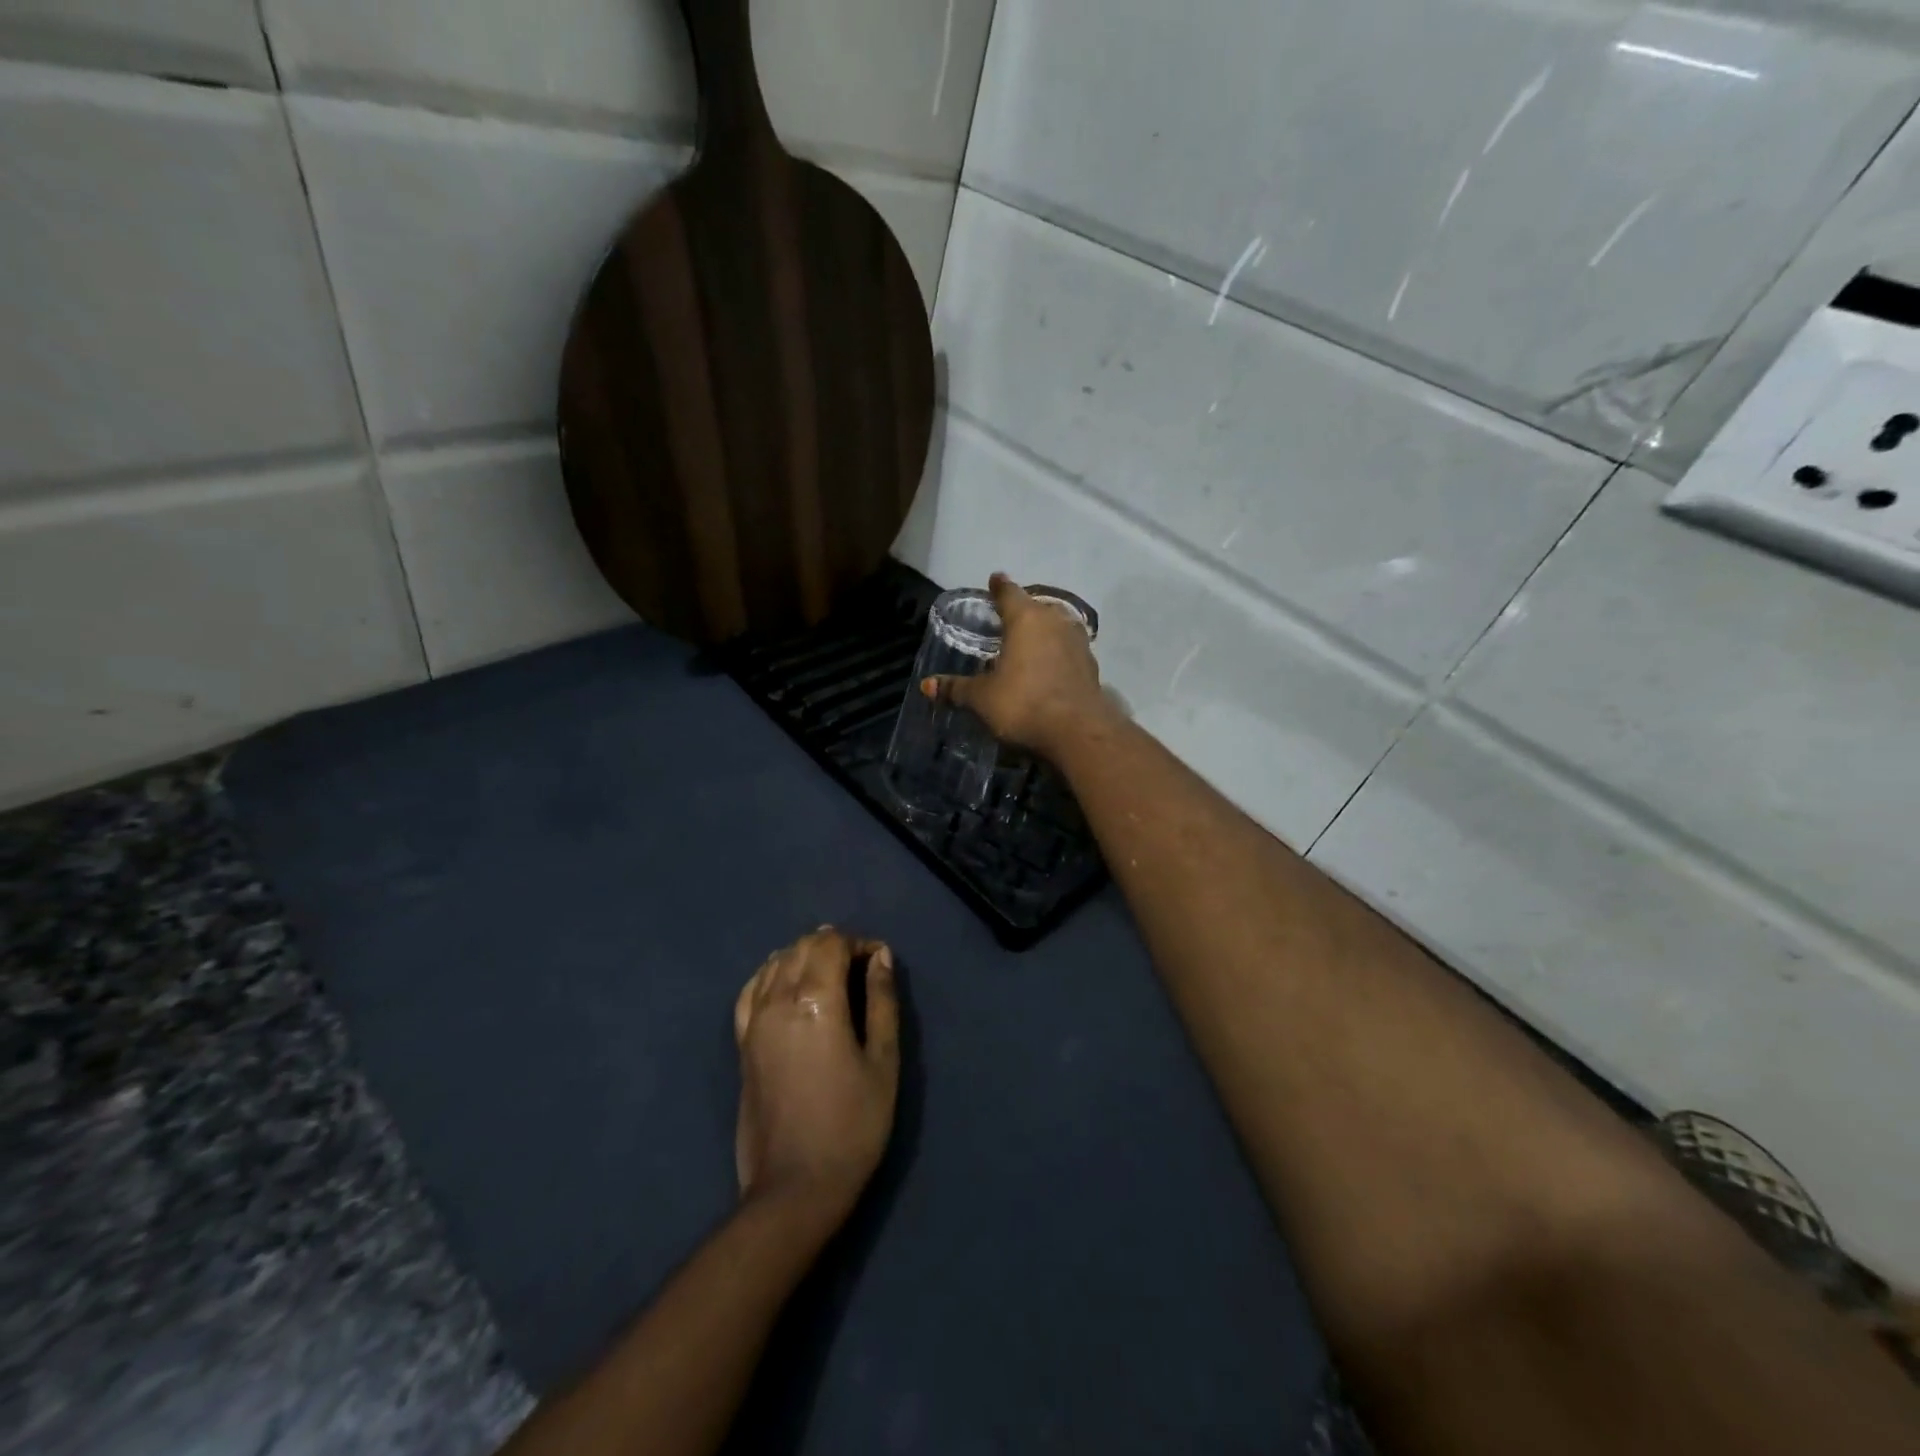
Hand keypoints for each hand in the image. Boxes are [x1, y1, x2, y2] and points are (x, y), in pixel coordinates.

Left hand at [733, 928, 898, 1221]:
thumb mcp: (883, 1061)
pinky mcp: (742, 1043)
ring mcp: (754, 1022)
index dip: (859, 942)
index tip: (879, 961)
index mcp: (816, 1001)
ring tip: (829, 974)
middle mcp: (778, 1000)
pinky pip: (751, 990)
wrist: (795, 1187)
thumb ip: (882, 1001)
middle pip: (802, 946)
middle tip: (860, 967)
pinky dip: (771, 975)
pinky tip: (786, 985)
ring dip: (803, 956)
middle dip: (832, 944)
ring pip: (775, 962)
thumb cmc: (852, 1124)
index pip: (831, 943)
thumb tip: (880, 957)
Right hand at [924, 574, 1111, 758]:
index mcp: (1026, 619)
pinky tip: (1049, 667)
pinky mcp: (1091, 666)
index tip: (995, 579)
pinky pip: (1068, 651)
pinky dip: (1057, 654)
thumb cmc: (1024, 703)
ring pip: (1056, 627)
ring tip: (1029, 642)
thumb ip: (956, 689)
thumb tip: (926, 686)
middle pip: (1036, 607)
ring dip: (1044, 632)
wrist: (1078, 732)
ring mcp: (1078, 642)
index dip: (999, 587)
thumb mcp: (982, 698)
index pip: (1009, 593)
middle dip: (1022, 610)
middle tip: (1007, 618)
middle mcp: (1055, 621)